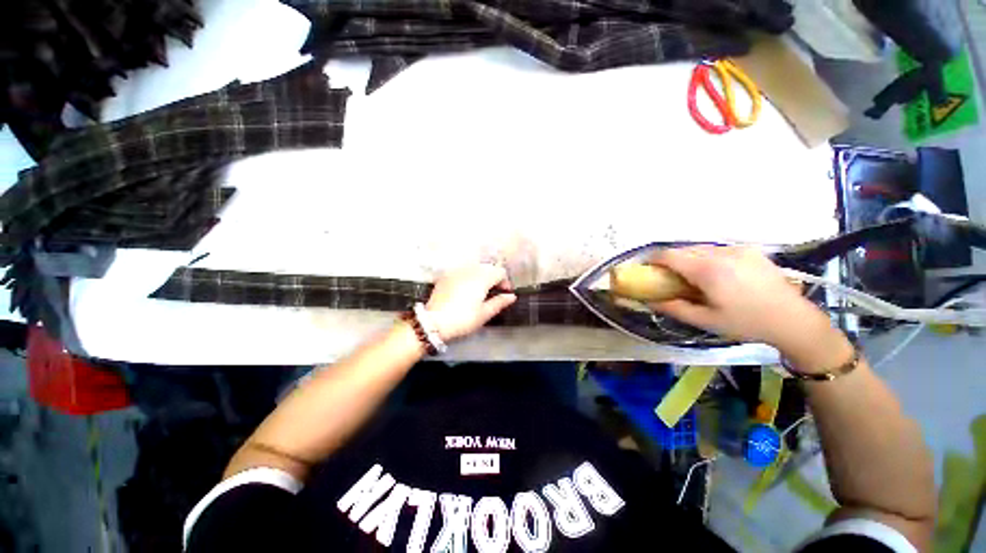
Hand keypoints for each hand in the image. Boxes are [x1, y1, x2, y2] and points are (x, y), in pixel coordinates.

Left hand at [425, 264, 516, 340]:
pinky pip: (462, 271)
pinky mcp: (446, 276)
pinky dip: (469, 276)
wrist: (433, 322)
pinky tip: (466, 289)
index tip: (505, 294)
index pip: (500, 272)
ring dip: (482, 276)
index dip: (505, 282)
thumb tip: (511, 296)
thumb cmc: (463, 319)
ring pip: (475, 267)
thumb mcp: (484, 314)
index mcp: (482, 278)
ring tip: (480, 291)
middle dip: (494, 277)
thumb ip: (499, 302)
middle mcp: (470, 270)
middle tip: (493, 293)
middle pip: (488, 267)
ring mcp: (456, 271)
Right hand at [649, 246, 845, 361]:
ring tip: (690, 275)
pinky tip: (714, 273)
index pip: (670, 255)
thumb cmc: (746, 323)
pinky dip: (706, 257)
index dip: (653, 259)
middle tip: (666, 276)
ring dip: (688, 258)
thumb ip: (674, 308)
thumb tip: (650, 301)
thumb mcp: (705, 320)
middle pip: (684, 250)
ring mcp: (738, 249)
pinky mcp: (750, 250)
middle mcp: (722, 253)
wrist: (794, 320)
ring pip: (701, 248)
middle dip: (670, 260)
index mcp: (708, 270)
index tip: (645, 267)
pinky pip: (718, 249)